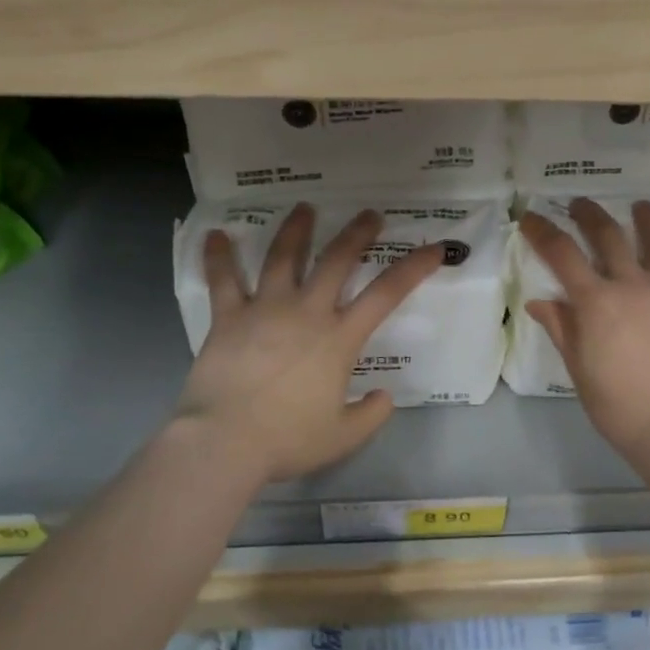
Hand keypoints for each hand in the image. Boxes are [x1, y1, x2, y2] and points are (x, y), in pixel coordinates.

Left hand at [174, 205, 444, 484]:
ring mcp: (265, 309)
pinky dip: (218, 257)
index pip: (387, 293)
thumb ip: (370, 416)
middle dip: (357, 233)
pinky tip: (216, 235)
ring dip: (296, 230)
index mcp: (339, 338)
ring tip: (304, 208)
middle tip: (369, 214)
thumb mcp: (342, 438)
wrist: (225, 442)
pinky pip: (223, 280)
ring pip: (283, 257)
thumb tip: (385, 397)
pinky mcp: (228, 317)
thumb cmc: (287, 439)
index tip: (434, 248)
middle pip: (336, 260)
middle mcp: (306, 312)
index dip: (414, 267)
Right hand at [521, 199, 649, 458]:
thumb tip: (540, 301)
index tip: (529, 217)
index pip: (561, 254)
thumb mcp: (578, 369)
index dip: (542, 231)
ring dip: (649, 222)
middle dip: (590, 216)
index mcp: (596, 302)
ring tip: (642, 206)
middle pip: (608, 237)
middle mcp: (632, 286)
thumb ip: (562, 328)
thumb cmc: (618, 406)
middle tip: (580, 204)